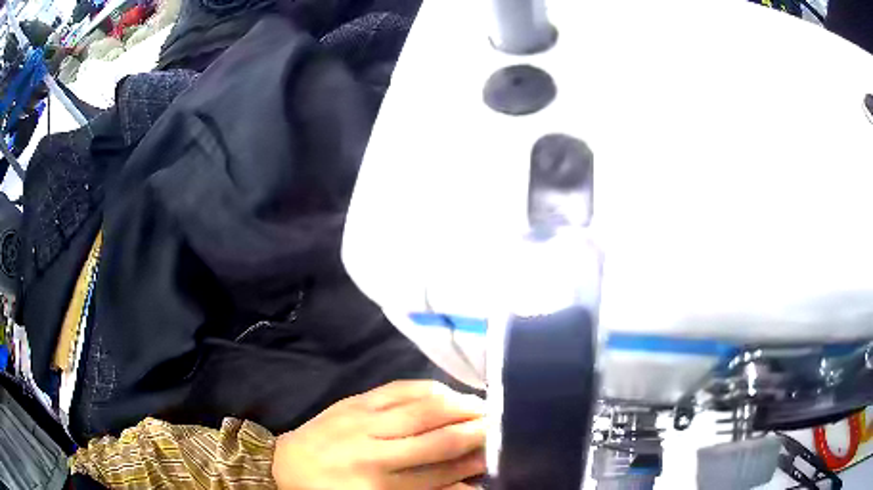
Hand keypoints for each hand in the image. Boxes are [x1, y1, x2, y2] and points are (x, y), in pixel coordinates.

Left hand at [272, 380, 485, 489]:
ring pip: (424, 409)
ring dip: (461, 406)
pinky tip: (449, 391)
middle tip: (503, 426)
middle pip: (439, 440)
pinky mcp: (354, 401)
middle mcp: (374, 453)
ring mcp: (363, 420)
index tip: (500, 453)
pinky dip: (431, 388)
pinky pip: (400, 388)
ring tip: (486, 407)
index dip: (475, 463)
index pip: (442, 474)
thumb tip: (469, 483)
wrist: (284, 465)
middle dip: (478, 432)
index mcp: (379, 486)